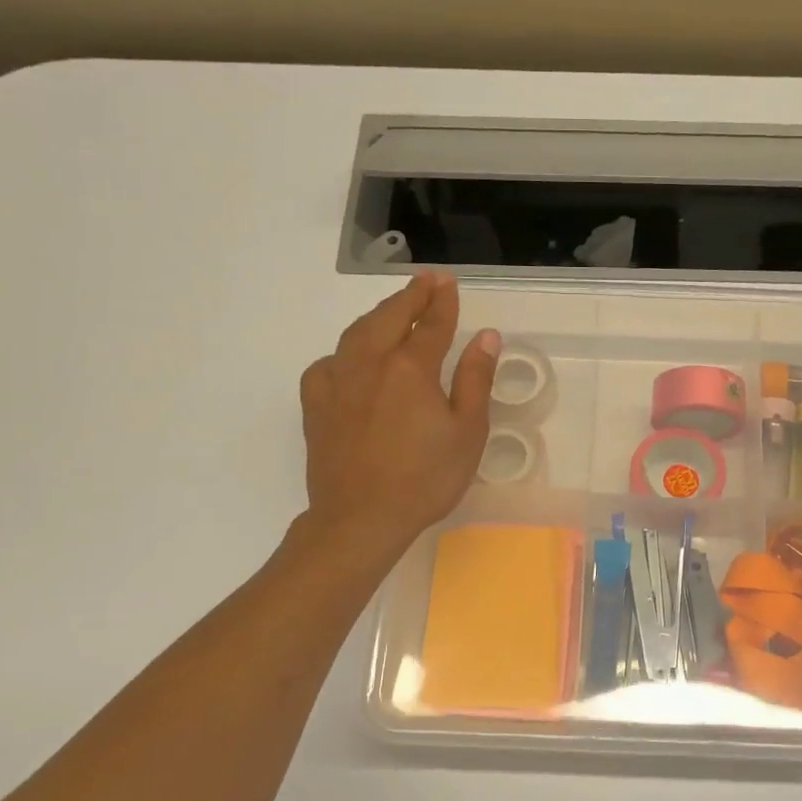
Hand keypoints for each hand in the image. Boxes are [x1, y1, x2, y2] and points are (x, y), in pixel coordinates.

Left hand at [299, 273, 499, 558]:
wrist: (362, 518)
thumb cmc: (426, 479)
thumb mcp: (467, 432)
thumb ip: (474, 380)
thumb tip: (485, 336)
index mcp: (410, 368)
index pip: (431, 323)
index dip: (442, 302)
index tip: (449, 283)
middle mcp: (370, 363)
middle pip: (390, 317)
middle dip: (410, 296)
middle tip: (426, 282)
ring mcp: (337, 382)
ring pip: (356, 334)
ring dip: (377, 316)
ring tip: (392, 310)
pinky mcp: (316, 406)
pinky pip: (328, 365)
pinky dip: (343, 353)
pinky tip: (349, 361)